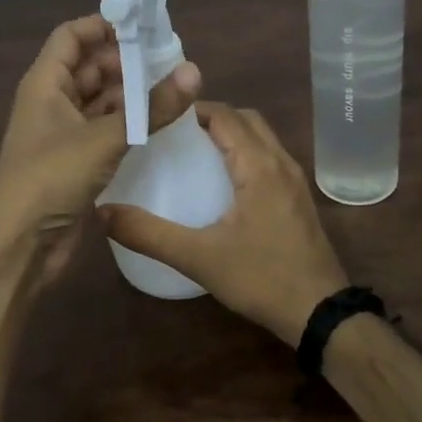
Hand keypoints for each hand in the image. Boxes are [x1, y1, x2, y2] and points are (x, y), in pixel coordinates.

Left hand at [0, 15, 200, 278]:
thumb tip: (194, 71)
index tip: (144, 27)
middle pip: (89, 67)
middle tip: (171, 61)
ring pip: (100, 101)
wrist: (19, 244)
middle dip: (126, 61)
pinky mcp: (76, 163)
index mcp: (45, 84)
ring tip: (174, 89)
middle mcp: (52, 102)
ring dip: (131, 94)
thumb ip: (150, 107)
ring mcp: (63, 134)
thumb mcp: (103, 138)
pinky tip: (160, 124)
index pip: (71, 36)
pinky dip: (129, 124)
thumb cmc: (51, 178)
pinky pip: (105, 131)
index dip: (103, 25)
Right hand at [99, 103, 348, 345]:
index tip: (158, 116)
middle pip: (246, 119)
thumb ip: (148, 234)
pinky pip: (268, 159)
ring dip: (230, 135)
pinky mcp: (297, 200)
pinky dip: (244, 154)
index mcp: (259, 166)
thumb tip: (101, 213)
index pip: (226, 115)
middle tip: (172, 133)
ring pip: (261, 139)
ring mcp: (294, 182)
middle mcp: (281, 163)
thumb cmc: (261, 278)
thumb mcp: (197, 258)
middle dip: (210, 117)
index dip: (192, 108)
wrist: (320, 313)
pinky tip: (220, 183)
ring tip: (191, 153)